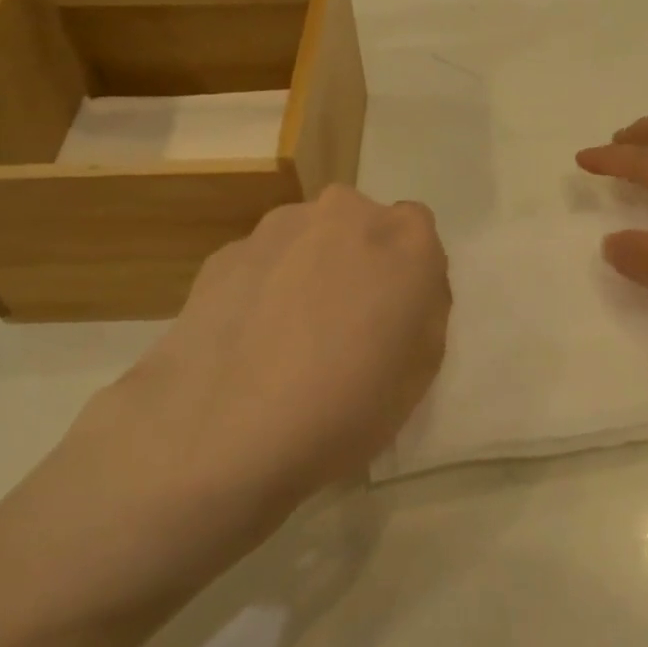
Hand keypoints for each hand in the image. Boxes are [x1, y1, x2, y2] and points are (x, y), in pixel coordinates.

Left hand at [67, 187, 450, 548]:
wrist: (222, 434)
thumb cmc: (347, 406)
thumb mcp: (423, 367)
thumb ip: (424, 306)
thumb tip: (402, 286)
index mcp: (404, 237)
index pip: (418, 230)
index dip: (406, 272)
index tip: (392, 315)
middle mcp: (343, 213)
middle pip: (359, 227)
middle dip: (356, 262)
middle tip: (341, 326)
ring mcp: (277, 228)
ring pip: (306, 241)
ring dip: (306, 272)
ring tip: (285, 342)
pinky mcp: (223, 254)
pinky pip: (260, 265)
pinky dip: (260, 290)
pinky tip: (247, 346)